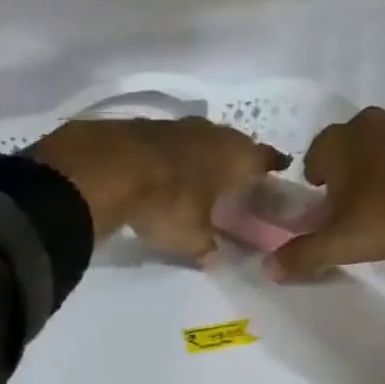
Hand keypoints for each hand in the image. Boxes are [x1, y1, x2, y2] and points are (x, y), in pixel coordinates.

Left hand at [31, 117, 288, 260]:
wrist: (107, 167)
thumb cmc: (167, 202)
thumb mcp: (191, 237)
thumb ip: (207, 247)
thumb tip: (215, 258)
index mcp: (236, 155)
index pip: (265, 157)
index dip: (272, 165)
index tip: (277, 170)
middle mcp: (212, 133)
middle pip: (232, 143)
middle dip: (235, 159)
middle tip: (235, 178)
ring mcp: (176, 124)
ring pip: (199, 138)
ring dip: (200, 154)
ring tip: (198, 174)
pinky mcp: (142, 125)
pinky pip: (167, 141)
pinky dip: (168, 154)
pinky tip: (161, 169)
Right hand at [267, 108, 384, 280]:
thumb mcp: (341, 241)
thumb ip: (303, 254)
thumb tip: (268, 268)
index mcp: (337, 142)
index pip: (314, 155)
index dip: (315, 179)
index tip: (322, 200)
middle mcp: (368, 126)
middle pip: (348, 147)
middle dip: (347, 170)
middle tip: (352, 202)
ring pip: (383, 148)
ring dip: (381, 169)